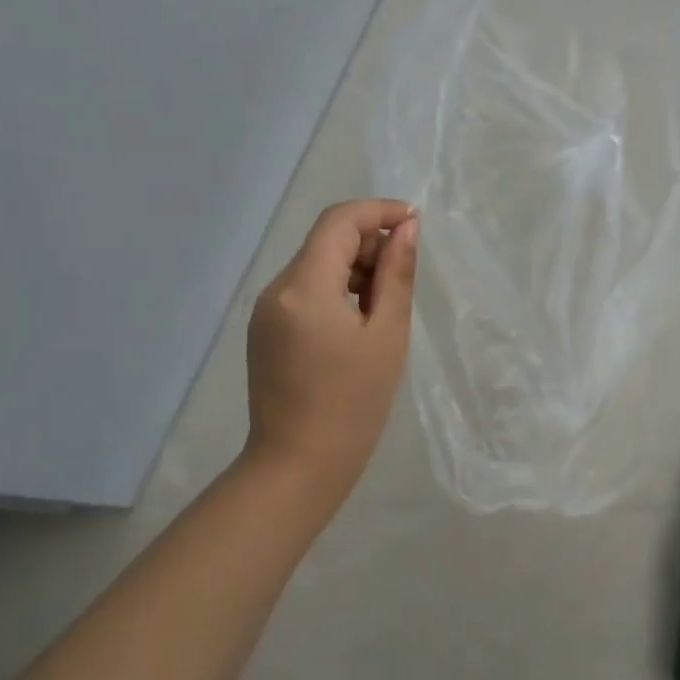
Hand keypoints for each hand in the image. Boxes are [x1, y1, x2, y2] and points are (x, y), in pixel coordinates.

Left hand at [244, 200, 417, 500]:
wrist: (298, 467)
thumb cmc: (353, 403)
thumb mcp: (387, 334)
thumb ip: (397, 273)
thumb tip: (407, 228)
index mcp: (304, 287)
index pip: (339, 221)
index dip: (378, 211)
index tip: (414, 223)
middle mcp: (276, 289)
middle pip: (326, 240)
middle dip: (369, 243)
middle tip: (402, 277)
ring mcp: (266, 310)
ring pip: (316, 264)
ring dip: (354, 267)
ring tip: (384, 306)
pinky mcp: (265, 330)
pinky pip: (305, 290)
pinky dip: (336, 289)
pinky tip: (358, 322)